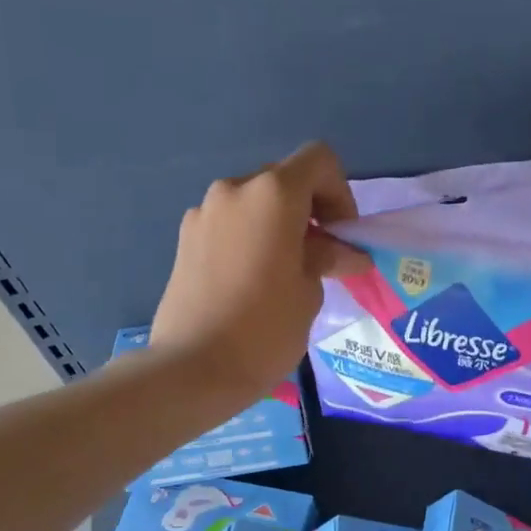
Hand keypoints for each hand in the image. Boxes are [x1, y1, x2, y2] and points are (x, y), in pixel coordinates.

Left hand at [150, 142, 369, 402]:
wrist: (192, 369)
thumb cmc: (264, 329)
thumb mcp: (309, 292)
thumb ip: (327, 259)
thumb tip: (345, 253)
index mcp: (272, 194)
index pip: (318, 161)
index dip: (340, 192)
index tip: (342, 234)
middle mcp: (234, 190)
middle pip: (285, 180)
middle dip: (310, 210)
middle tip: (322, 256)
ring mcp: (203, 213)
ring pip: (255, 203)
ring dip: (279, 225)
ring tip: (287, 271)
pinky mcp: (185, 239)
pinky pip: (230, 225)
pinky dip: (251, 238)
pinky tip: (254, 281)